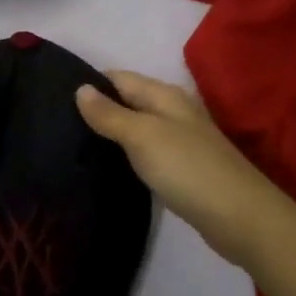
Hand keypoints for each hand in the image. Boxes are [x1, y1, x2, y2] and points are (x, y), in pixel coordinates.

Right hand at [76, 70, 295, 272]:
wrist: (241, 218)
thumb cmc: (188, 168)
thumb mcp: (142, 136)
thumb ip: (110, 114)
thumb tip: (80, 88)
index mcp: (164, 95)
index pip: (118, 78)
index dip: (89, 84)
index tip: (54, 99)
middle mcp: (173, 111)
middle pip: (128, 101)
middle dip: (97, 109)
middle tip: (58, 126)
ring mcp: (180, 140)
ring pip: (137, 128)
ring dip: (111, 134)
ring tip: (73, 145)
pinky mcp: (183, 169)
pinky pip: (147, 152)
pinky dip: (127, 155)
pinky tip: (108, 167)